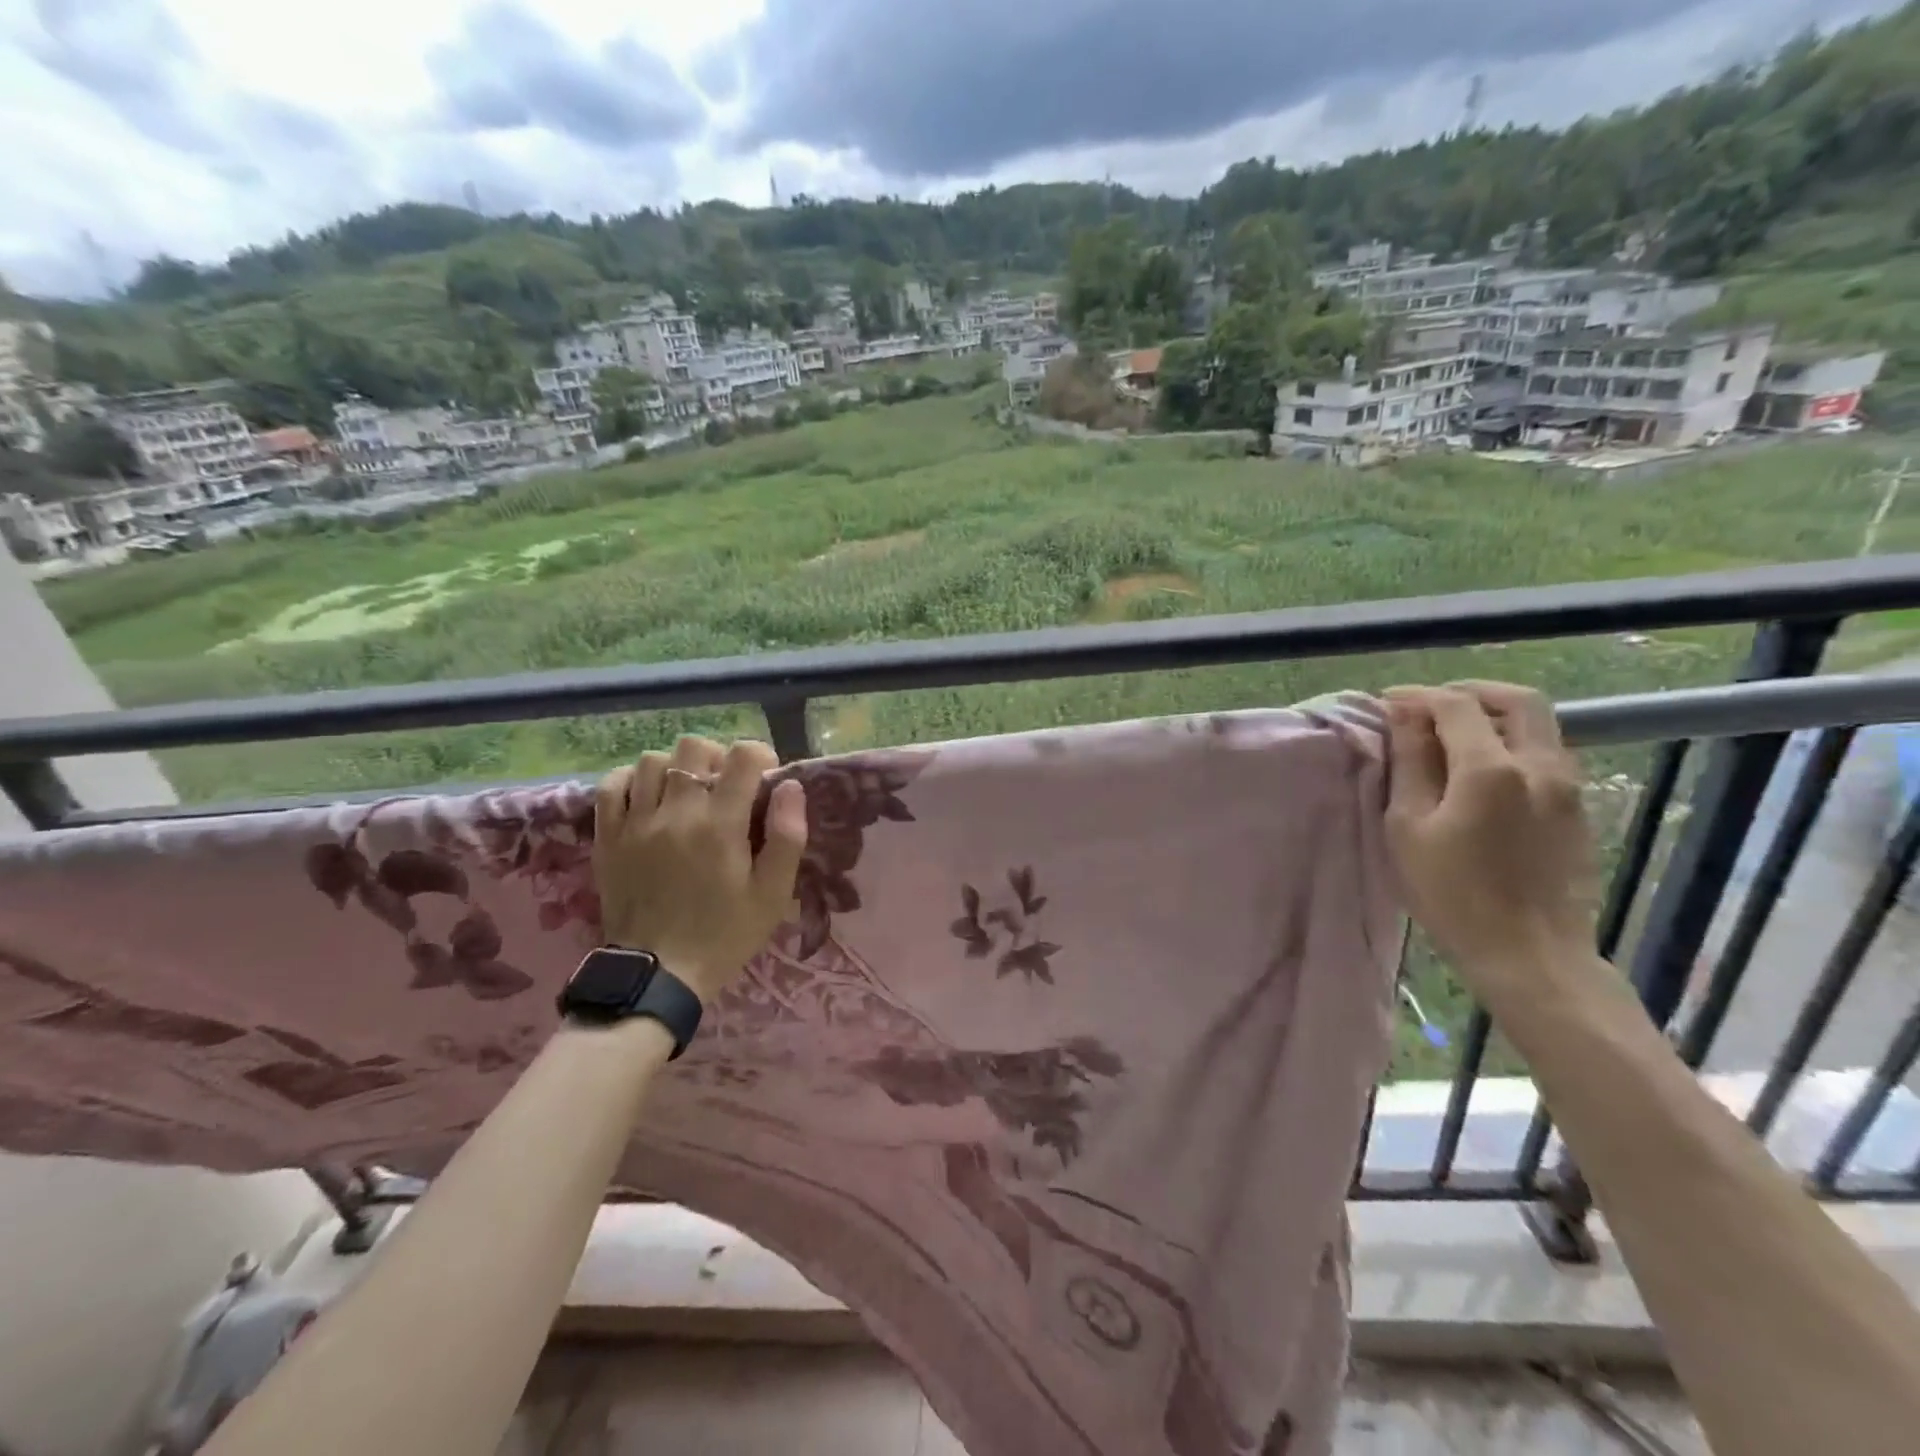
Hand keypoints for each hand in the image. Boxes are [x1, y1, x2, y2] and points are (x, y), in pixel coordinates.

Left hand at [592, 735, 807, 1003]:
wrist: (658, 974)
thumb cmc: (725, 934)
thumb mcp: (773, 894)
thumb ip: (788, 836)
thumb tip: (790, 786)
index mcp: (721, 825)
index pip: (742, 756)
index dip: (760, 756)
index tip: (765, 779)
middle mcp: (676, 813)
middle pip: (694, 747)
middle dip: (718, 756)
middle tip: (727, 785)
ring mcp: (636, 823)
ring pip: (653, 760)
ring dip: (677, 767)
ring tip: (689, 792)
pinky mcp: (608, 837)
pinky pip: (612, 785)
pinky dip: (633, 779)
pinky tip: (649, 796)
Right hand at [1383, 682, 1601, 993]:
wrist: (1530, 956)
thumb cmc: (1452, 895)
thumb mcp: (1409, 828)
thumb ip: (1410, 764)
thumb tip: (1404, 716)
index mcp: (1491, 769)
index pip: (1454, 706)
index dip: (1417, 696)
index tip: (1387, 702)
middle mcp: (1540, 766)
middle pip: (1517, 700)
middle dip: (1469, 693)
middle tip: (1430, 707)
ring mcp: (1568, 787)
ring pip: (1539, 725)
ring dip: (1494, 717)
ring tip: (1452, 736)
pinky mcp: (1579, 810)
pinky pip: (1547, 754)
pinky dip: (1513, 743)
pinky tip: (1483, 770)